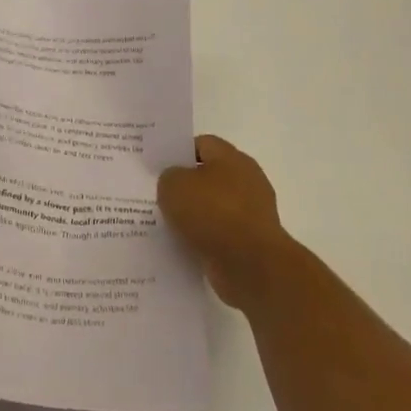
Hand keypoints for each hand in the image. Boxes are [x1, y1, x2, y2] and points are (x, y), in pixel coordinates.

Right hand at [157, 135, 288, 311]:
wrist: (252, 266)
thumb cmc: (212, 213)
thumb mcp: (173, 185)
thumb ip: (168, 177)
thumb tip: (175, 183)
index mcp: (232, 158)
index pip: (202, 144)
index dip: (179, 152)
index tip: (158, 166)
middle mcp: (247, 181)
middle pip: (209, 176)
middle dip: (185, 186)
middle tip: (158, 193)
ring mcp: (252, 214)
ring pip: (213, 208)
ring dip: (194, 216)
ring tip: (165, 222)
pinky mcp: (252, 243)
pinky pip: (220, 235)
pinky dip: (204, 239)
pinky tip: (183, 244)